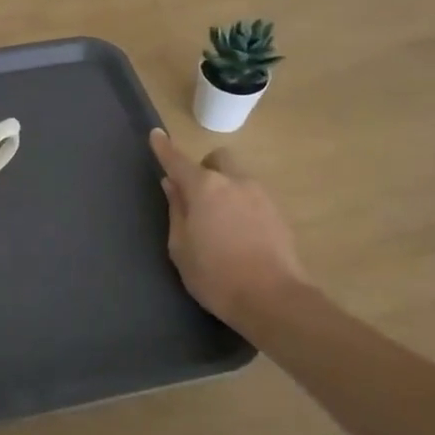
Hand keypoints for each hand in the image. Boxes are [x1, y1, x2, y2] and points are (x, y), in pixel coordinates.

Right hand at [149, 129, 306, 324]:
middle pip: (218, 160)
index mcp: (205, 188)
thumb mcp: (181, 247)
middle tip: (195, 196)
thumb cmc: (215, 275)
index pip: (178, 161)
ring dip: (225, 189)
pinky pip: (252, 198)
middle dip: (205, 168)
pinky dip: (241, 206)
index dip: (164, 148)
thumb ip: (176, 210)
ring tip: (218, 223)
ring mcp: (261, 196)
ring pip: (238, 179)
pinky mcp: (278, 214)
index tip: (156, 135)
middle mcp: (235, 182)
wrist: (273, 299)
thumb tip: (172, 185)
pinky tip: (238, 235)